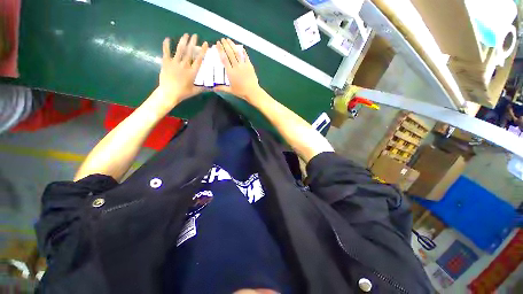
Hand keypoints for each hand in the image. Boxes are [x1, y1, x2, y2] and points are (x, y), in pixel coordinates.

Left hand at [158, 33, 207, 107]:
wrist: (169, 93)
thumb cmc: (183, 93)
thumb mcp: (195, 91)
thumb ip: (203, 88)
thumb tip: (212, 88)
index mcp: (192, 72)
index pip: (199, 59)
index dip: (202, 51)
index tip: (205, 43)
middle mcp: (184, 65)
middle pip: (189, 51)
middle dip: (192, 42)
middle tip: (195, 35)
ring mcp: (175, 63)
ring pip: (179, 50)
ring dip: (183, 41)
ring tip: (186, 34)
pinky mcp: (166, 63)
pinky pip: (166, 52)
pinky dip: (166, 45)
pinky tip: (168, 38)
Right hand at [214, 38, 261, 102]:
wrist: (252, 92)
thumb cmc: (241, 92)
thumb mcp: (231, 90)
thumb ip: (222, 88)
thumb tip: (213, 88)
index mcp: (230, 72)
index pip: (224, 59)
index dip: (220, 50)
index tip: (217, 44)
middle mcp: (236, 67)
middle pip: (230, 53)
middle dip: (226, 45)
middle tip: (222, 39)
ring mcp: (243, 65)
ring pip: (237, 53)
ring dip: (232, 45)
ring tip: (229, 40)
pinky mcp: (250, 66)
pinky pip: (246, 56)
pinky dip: (243, 51)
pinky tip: (241, 47)